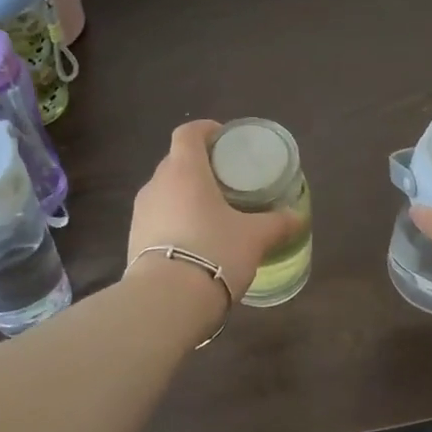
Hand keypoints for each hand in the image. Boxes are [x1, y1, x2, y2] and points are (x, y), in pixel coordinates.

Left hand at [128, 121, 304, 301]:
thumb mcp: (254, 237)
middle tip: (225, 179)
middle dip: (198, 165)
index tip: (223, 138)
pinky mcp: (133, 239)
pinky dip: (174, 219)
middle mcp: (156, 184)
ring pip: (164, 191)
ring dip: (184, 194)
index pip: (188, 133)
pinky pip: (156, 218)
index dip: (205, 129)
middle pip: (175, 161)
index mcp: (185, 171)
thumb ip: (277, 223)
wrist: (165, 301)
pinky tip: (193, 240)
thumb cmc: (214, 252)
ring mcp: (140, 213)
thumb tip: (298, 216)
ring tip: (210, 212)